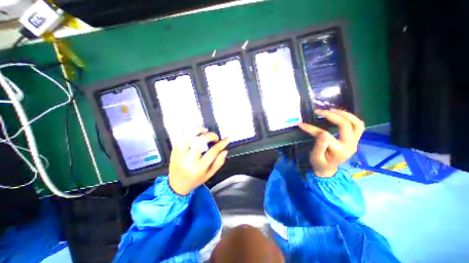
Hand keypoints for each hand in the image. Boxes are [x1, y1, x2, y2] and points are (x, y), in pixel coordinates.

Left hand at [169, 127, 229, 194]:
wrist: (176, 186)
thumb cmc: (194, 180)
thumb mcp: (209, 175)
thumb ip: (218, 163)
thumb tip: (225, 151)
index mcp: (199, 167)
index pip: (213, 151)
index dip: (222, 143)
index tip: (227, 139)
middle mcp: (189, 159)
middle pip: (201, 141)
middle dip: (211, 136)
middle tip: (215, 138)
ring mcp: (180, 154)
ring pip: (188, 136)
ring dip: (198, 130)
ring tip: (204, 131)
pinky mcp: (174, 150)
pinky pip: (180, 137)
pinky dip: (188, 132)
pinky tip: (195, 133)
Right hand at [298, 109, 363, 176]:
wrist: (328, 169)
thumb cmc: (319, 163)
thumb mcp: (315, 157)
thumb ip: (319, 146)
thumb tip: (321, 133)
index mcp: (339, 151)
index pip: (325, 135)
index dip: (312, 128)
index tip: (301, 124)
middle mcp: (350, 145)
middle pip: (345, 125)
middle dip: (331, 116)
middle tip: (319, 111)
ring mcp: (355, 142)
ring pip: (357, 124)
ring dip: (344, 114)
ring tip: (331, 109)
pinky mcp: (355, 140)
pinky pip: (358, 126)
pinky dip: (350, 118)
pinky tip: (339, 114)